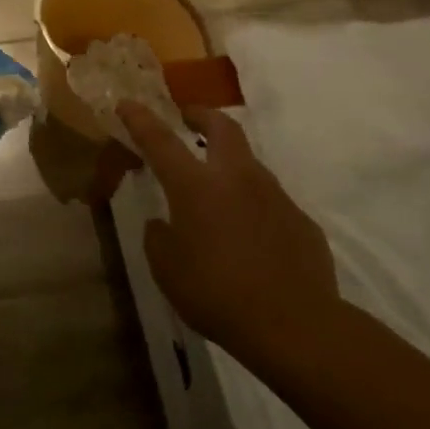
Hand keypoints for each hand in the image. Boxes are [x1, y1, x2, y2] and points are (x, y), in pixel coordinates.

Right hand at [117, 102, 343, 375]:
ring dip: (230, 164)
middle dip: (202, 116)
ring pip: (250, 165)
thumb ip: (159, 237)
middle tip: (188, 118)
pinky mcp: (301, 221)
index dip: (140, 119)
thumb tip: (164, 224)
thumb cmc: (215, 292)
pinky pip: (272, 204)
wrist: (294, 325)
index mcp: (195, 186)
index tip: (127, 103)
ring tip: (217, 190)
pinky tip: (250, 237)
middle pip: (222, 127)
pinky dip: (255, 207)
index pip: (160, 140)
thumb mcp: (166, 269)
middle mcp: (236, 178)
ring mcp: (275, 196)